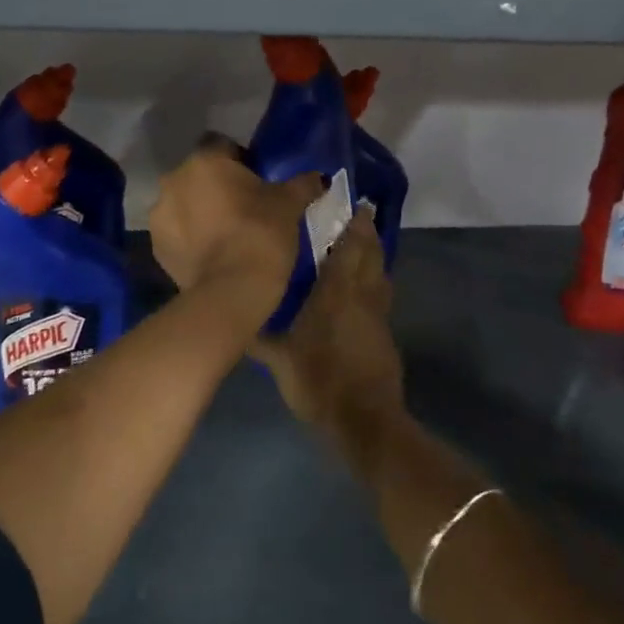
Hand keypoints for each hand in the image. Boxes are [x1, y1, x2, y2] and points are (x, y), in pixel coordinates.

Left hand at [148, 137, 321, 320]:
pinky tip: (212, 254)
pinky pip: (176, 232)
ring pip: (184, 203)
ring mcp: (160, 214)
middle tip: (244, 208)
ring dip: (199, 211)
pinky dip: (190, 238)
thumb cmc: (262, 233)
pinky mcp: (156, 247)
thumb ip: (302, 184)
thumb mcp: (289, 204)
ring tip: (226, 234)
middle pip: (199, 174)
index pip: (222, 145)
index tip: (257, 180)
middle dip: (217, 186)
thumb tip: (320, 177)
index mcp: (205, 160)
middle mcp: (174, 180)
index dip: (240, 160)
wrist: (231, 290)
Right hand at [252, 209, 402, 445]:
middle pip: (372, 253)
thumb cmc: (319, 381)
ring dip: (374, 256)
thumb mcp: (280, 359)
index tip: (353, 203)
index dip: (355, 223)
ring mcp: (379, 315)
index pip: (351, 247)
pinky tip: (360, 290)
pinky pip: (381, 296)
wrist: (364, 421)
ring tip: (359, 246)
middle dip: (367, 232)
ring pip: (381, 273)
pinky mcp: (385, 334)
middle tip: (357, 216)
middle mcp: (363, 295)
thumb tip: (238, 317)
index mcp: (338, 292)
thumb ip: (259, 335)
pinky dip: (375, 282)